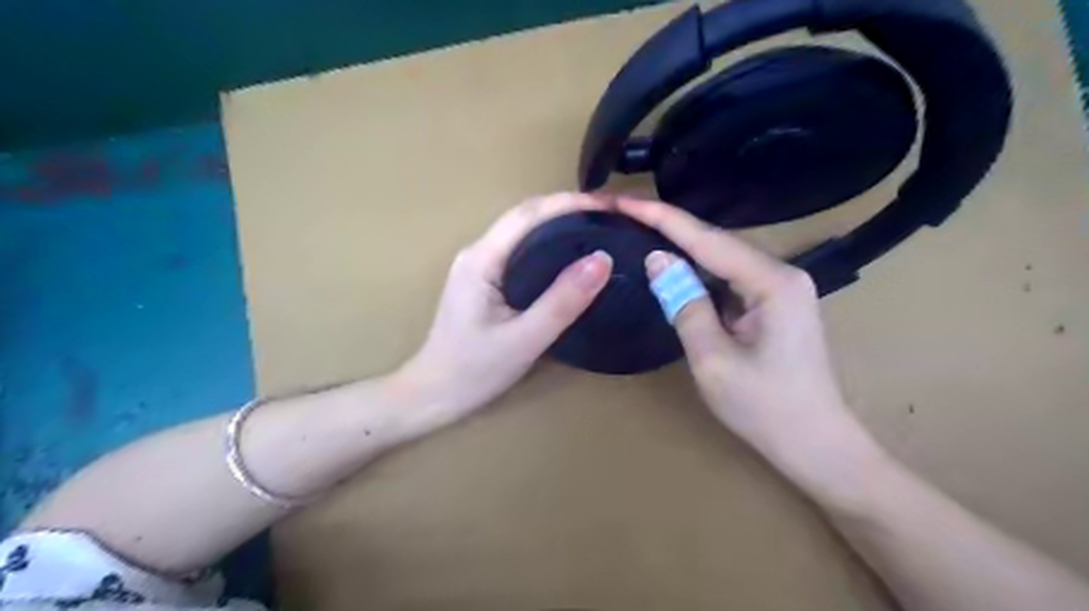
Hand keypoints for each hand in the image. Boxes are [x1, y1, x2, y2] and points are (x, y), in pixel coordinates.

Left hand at [396, 196, 610, 424]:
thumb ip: (562, 301)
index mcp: (482, 259)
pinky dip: (549, 245)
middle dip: (567, 209)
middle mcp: (478, 253)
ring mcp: (479, 266)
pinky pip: (521, 251)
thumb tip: (602, 259)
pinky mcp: (484, 281)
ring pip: (523, 232)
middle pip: (525, 216)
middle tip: (609, 217)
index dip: (569, 203)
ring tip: (597, 230)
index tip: (608, 205)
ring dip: (559, 224)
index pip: (528, 214)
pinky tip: (570, 257)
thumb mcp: (525, 339)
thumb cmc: (475, 370)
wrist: (434, 394)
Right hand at [617, 199, 888, 508]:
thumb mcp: (712, 358)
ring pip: (722, 258)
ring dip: (682, 246)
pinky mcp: (775, 303)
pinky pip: (730, 277)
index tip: (624, 200)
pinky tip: (674, 265)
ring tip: (640, 228)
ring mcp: (782, 287)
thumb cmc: (764, 408)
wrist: (816, 445)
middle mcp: (782, 273)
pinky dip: (698, 270)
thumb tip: (658, 259)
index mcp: (772, 282)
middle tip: (625, 212)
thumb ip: (684, 303)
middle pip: (716, 241)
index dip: (661, 218)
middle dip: (669, 226)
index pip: (706, 239)